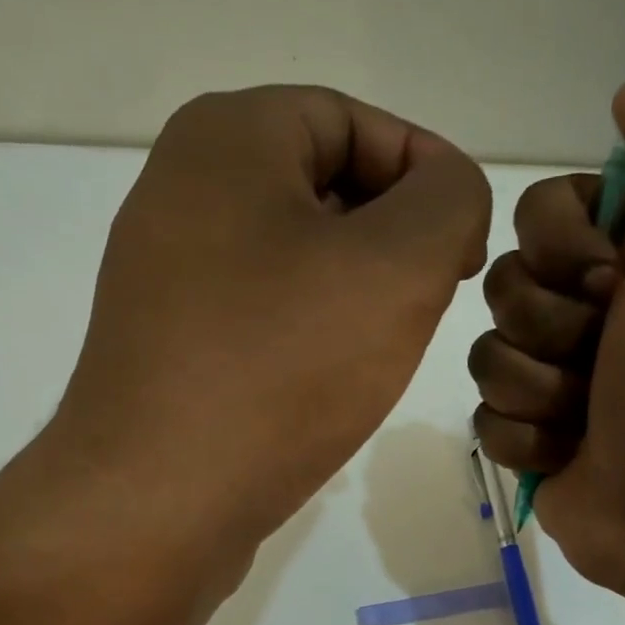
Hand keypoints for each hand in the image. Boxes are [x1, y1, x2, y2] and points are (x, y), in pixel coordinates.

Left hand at [48, 85, 490, 558]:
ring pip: (294, 257)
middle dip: (393, 240)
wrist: (158, 501)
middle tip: (430, 304)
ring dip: (353, 292)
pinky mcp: (168, 345)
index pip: (357, 122)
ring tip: (382, 349)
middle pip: (324, 188)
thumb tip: (447, 195)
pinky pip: (261, 314)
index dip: (428, 176)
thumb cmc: (281, 369)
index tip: (467, 251)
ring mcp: (166, 274)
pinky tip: (328, 383)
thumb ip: (449, 203)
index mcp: (227, 138)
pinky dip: (308, 333)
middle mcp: (182, 190)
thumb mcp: (397, 268)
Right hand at [469, 81, 624, 597]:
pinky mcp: (527, 436)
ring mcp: (552, 378)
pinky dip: (525, 438)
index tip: (606, 282)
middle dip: (549, 327)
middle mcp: (588, 312)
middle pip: (504, 285)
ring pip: (485, 354)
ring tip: (586, 417)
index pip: (541, 212)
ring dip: (537, 389)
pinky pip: (484, 416)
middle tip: (603, 358)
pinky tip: (567, 454)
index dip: (559, 246)